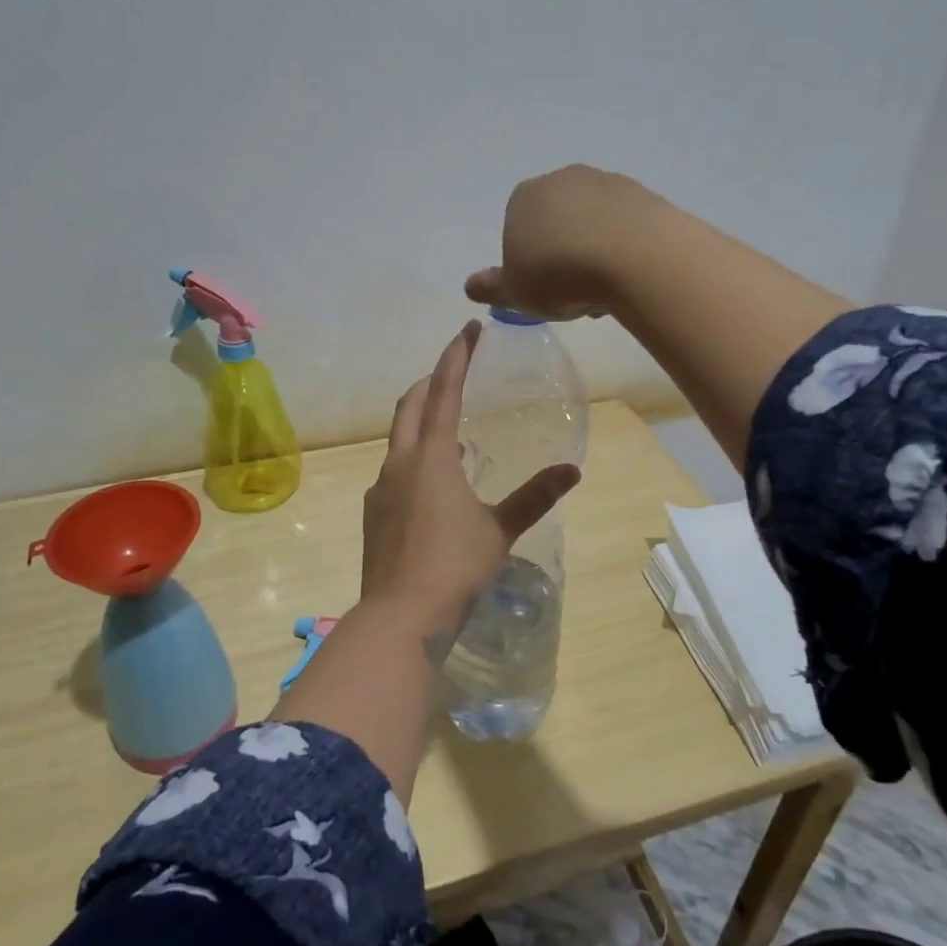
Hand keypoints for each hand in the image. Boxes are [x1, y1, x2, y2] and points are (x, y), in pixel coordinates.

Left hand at [361, 322, 580, 625]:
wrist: (399, 616)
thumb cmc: (455, 566)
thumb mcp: (500, 530)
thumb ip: (534, 496)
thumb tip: (572, 469)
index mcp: (432, 456)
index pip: (443, 391)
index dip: (456, 356)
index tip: (468, 329)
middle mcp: (400, 462)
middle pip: (410, 405)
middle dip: (430, 381)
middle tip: (452, 371)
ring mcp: (381, 488)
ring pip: (399, 438)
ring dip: (420, 421)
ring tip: (448, 429)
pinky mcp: (374, 513)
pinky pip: (394, 470)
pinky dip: (413, 459)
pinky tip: (431, 484)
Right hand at [464, 165, 660, 320]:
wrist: (634, 257)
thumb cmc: (560, 275)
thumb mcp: (516, 292)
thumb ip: (492, 287)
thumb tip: (470, 285)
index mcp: (523, 198)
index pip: (517, 229)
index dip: (527, 262)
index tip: (541, 289)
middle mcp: (562, 180)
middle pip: (557, 223)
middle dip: (562, 254)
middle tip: (571, 293)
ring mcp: (606, 183)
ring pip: (592, 224)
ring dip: (594, 252)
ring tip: (603, 291)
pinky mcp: (643, 194)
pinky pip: (625, 226)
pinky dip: (623, 248)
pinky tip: (628, 276)